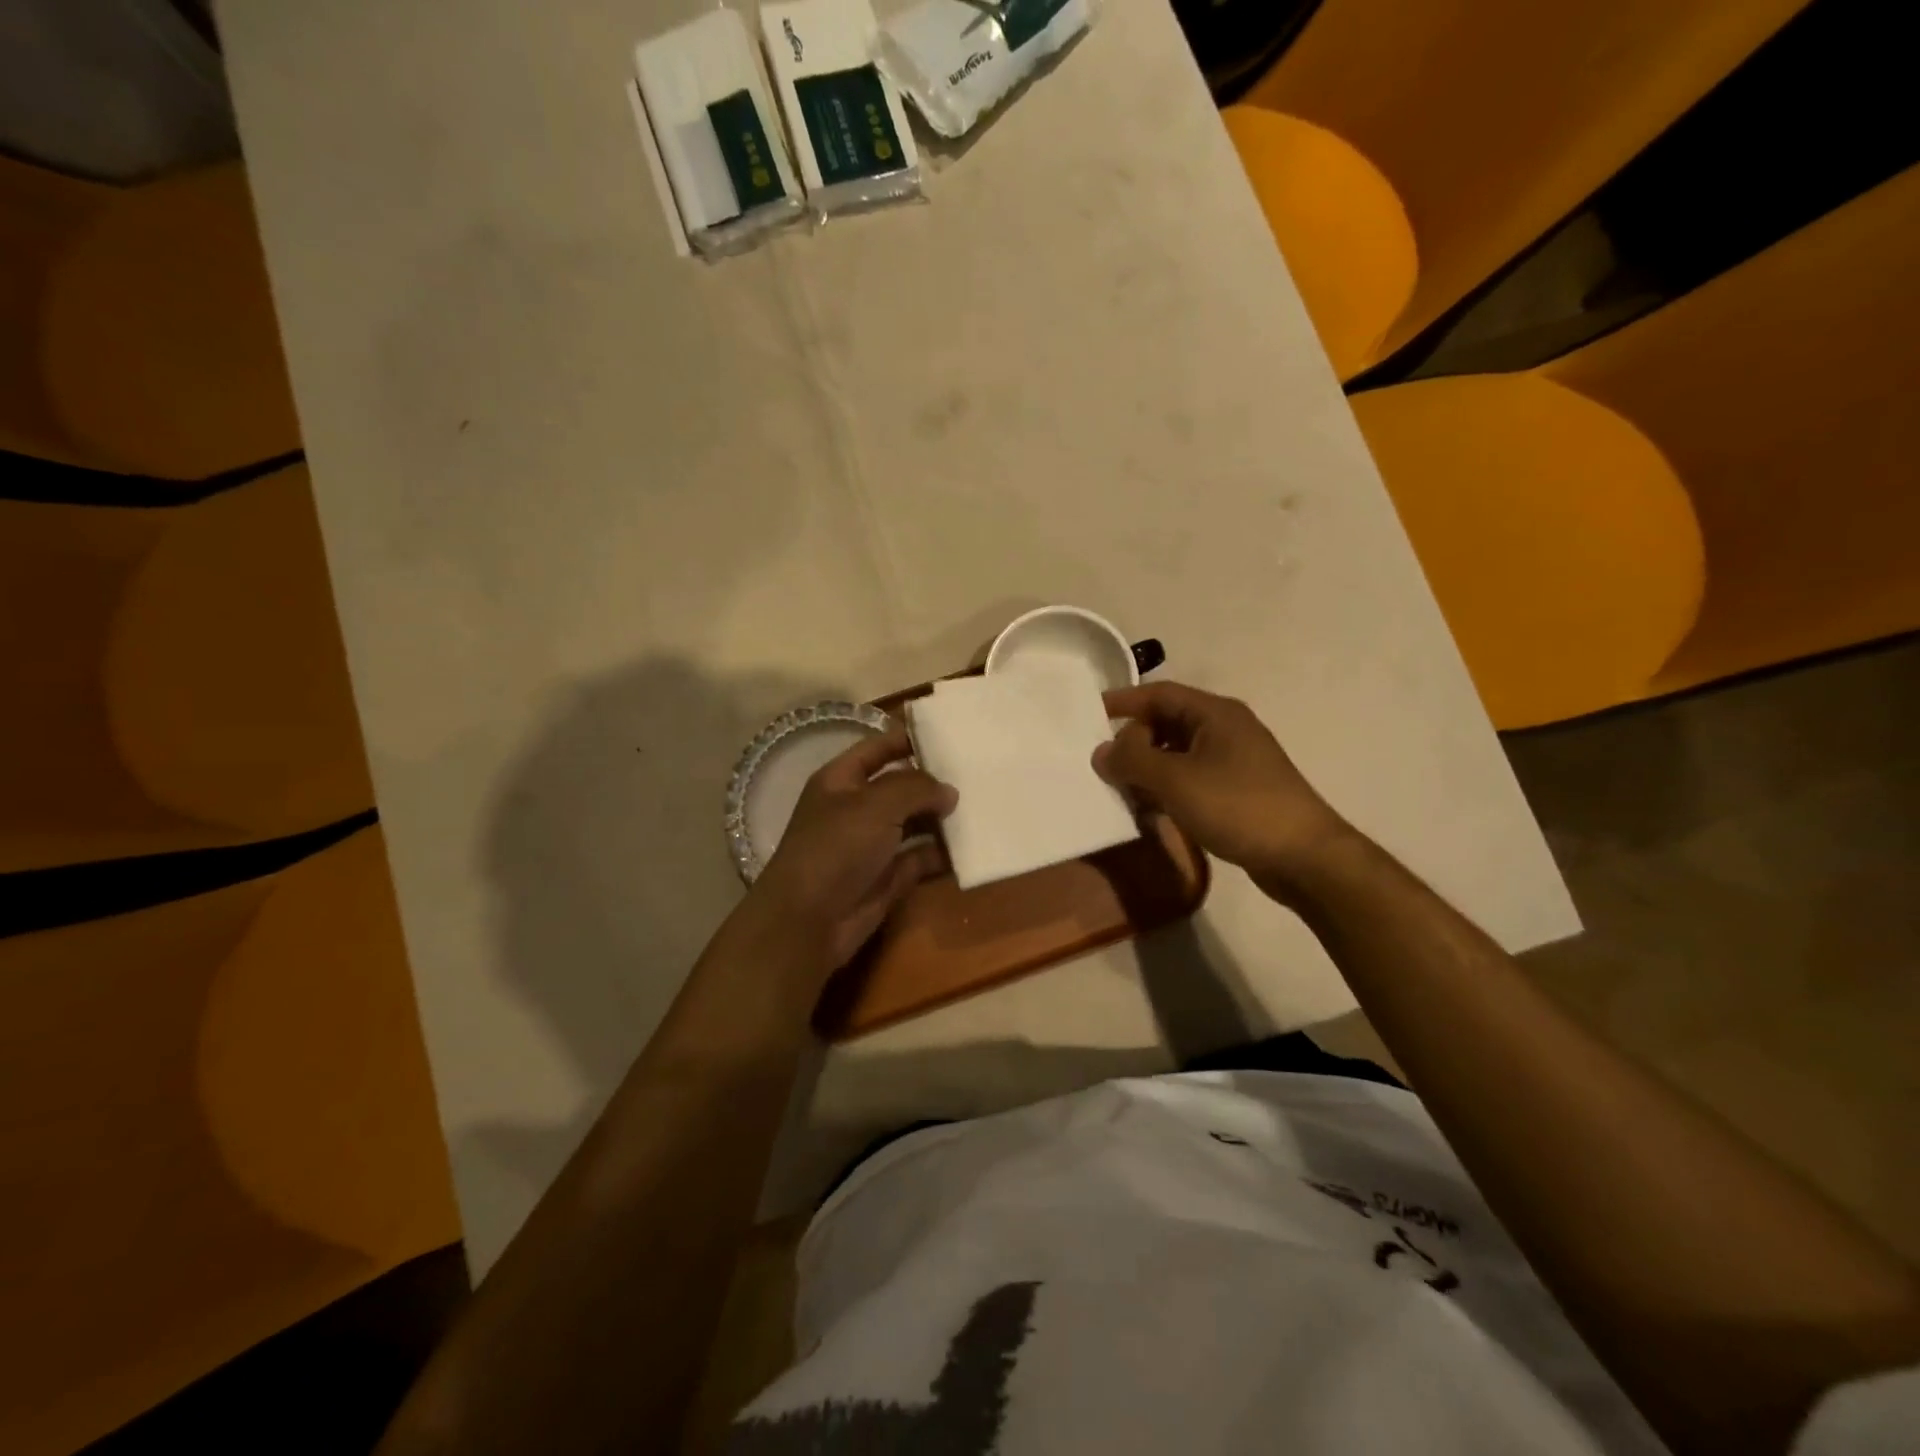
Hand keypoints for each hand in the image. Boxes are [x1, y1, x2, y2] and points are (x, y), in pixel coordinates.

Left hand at [747, 725, 956, 978]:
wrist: (809, 921)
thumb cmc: (836, 848)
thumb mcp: (875, 804)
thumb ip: (916, 788)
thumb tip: (948, 791)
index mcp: (841, 781)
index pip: (877, 748)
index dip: (908, 739)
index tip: (949, 736)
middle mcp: (856, 809)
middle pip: (900, 786)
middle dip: (933, 781)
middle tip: (977, 773)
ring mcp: (872, 844)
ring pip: (914, 822)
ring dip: (942, 817)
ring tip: (982, 806)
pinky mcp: (888, 877)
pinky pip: (921, 857)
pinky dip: (943, 853)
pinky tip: (972, 845)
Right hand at [1093, 682, 1353, 888]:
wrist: (1302, 857)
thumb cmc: (1237, 806)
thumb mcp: (1176, 780)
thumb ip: (1132, 761)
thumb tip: (1101, 751)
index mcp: (1215, 714)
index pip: (1159, 694)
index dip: (1123, 701)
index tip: (1089, 715)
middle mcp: (1225, 730)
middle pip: (1167, 723)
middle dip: (1133, 741)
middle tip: (1102, 763)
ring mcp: (1234, 762)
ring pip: (1177, 755)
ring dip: (1147, 768)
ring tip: (1118, 789)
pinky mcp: (1237, 791)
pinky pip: (1190, 779)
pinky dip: (1166, 789)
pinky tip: (1149, 811)